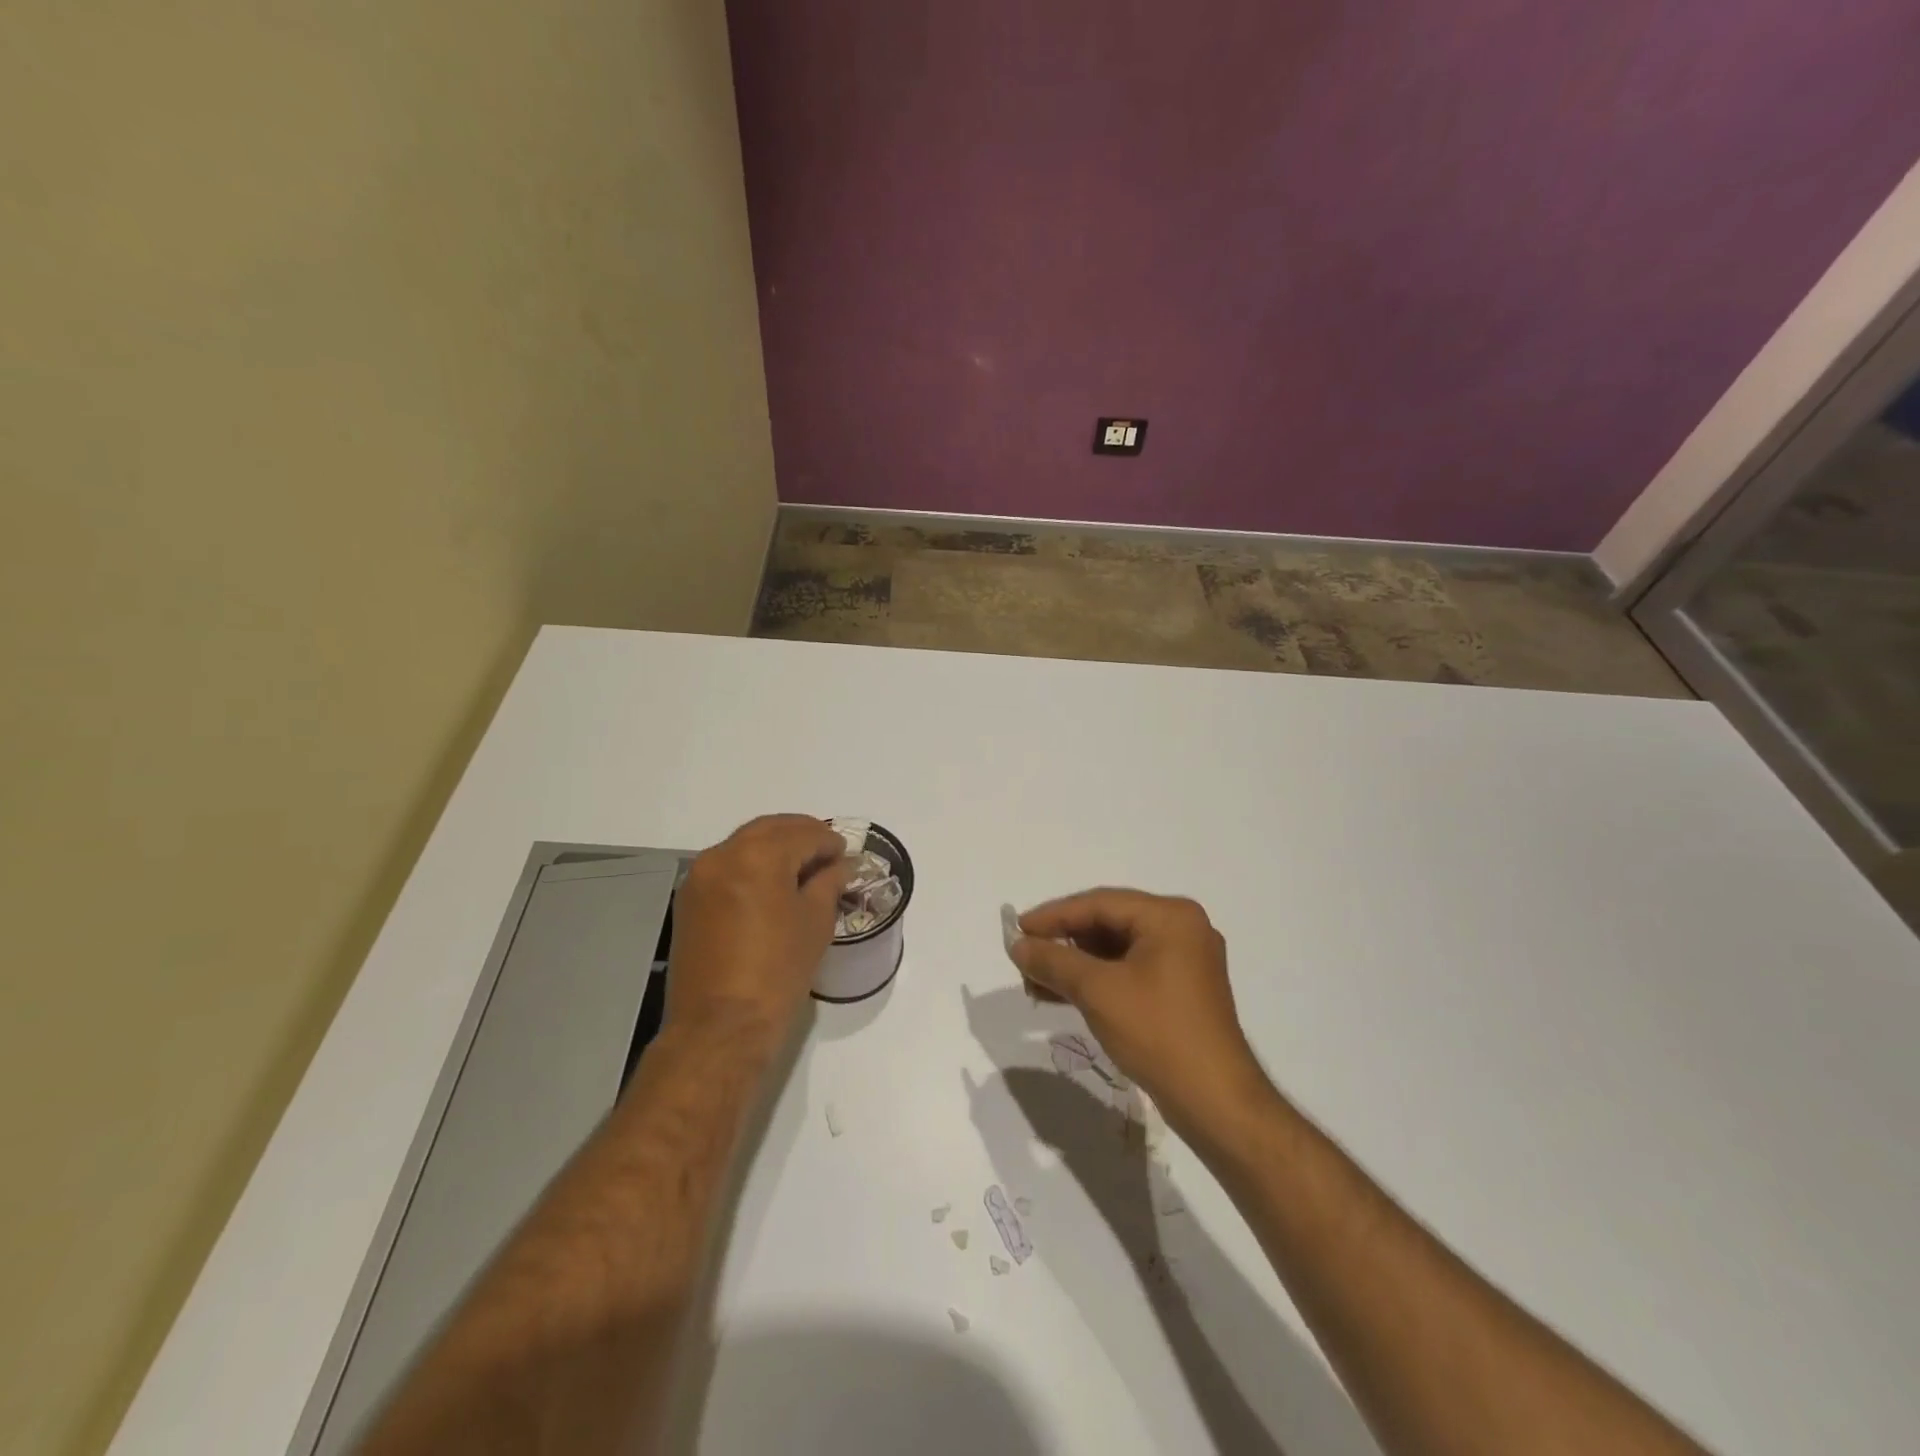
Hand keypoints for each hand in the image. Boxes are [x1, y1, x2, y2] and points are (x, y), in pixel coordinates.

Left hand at [666, 815, 848, 1038]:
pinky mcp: (689, 899)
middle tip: (828, 853)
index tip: (847, 855)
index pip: (803, 834)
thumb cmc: (778, 971)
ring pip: (745, 844)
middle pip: (769, 829)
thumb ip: (829, 882)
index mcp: (758, 856)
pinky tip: (772, 885)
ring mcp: (699, 876)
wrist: (720, 1026)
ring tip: (802, 869)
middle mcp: (722, 854)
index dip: (830, 842)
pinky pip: (727, 866)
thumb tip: (840, 865)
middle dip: (801, 835)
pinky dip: (752, 865)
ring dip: (775, 848)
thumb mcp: (815, 922)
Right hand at [1009, 889, 1267, 1131]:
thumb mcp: (1098, 991)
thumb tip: (1017, 945)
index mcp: (1171, 916)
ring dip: (1075, 964)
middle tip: (1024, 955)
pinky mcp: (1180, 990)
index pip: (1100, 903)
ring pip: (1116, 950)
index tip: (1017, 929)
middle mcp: (1181, 929)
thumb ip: (1054, 961)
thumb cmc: (1158, 1033)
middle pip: (1109, 924)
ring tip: (1033, 980)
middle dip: (1063, 942)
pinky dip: (1097, 981)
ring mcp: (1184, 961)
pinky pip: (1129, 972)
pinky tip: (1061, 994)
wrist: (1215, 1102)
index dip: (1054, 915)